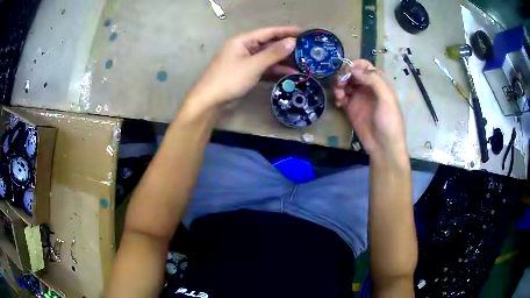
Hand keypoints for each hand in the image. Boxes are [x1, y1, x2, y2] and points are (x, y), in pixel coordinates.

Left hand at [184, 26, 300, 111]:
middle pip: (269, 44)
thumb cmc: (230, 79)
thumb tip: (292, 42)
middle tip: (306, 50)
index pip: (268, 32)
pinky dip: (274, 71)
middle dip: (286, 47)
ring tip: (302, 64)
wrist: (210, 101)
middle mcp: (245, 47)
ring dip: (282, 61)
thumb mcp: (253, 65)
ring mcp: (245, 61)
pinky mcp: (246, 73)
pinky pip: (264, 68)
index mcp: (243, 40)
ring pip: (267, 57)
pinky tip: (289, 74)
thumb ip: (274, 53)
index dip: (286, 31)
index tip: (303, 32)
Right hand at [334, 59, 407, 159]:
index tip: (348, 71)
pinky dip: (338, 97)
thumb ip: (373, 80)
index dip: (356, 65)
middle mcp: (368, 87)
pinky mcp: (351, 108)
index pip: (366, 66)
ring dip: (339, 85)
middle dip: (344, 75)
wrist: (383, 147)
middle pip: (352, 73)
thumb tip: (352, 69)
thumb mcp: (387, 99)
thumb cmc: (389, 122)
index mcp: (379, 82)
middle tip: (341, 83)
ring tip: (339, 94)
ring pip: (345, 84)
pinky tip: (339, 103)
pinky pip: (341, 97)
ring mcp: (359, 98)